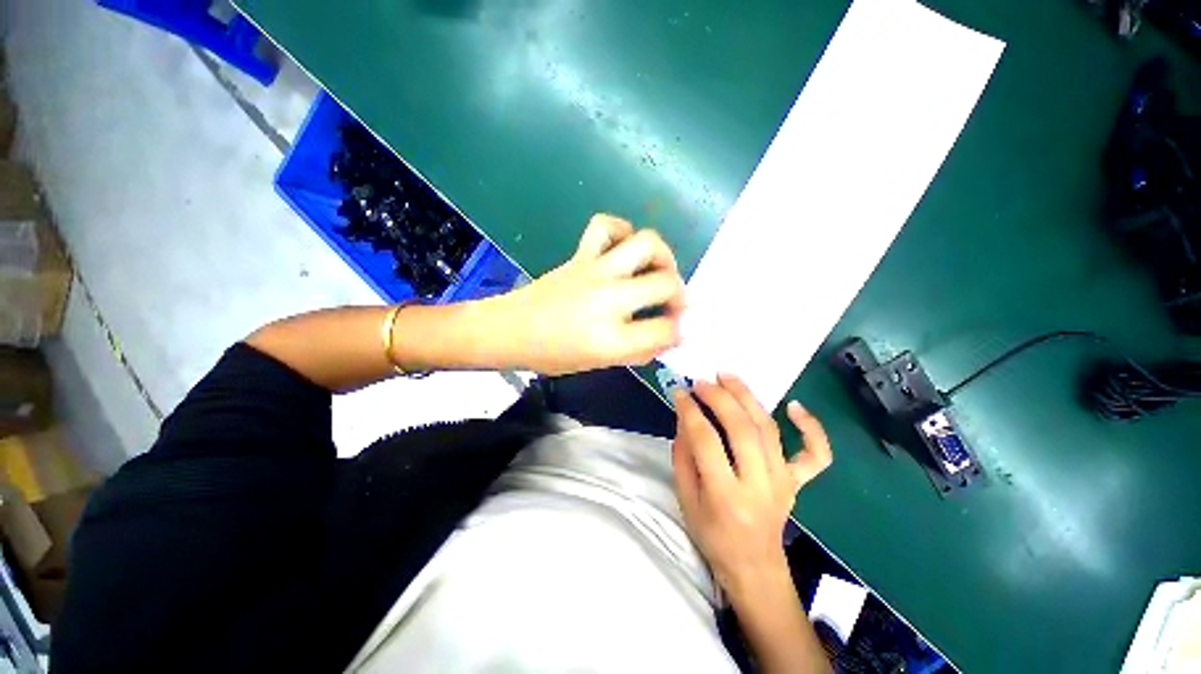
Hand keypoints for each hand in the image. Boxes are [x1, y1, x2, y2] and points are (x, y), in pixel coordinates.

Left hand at [491, 214, 685, 374]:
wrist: (511, 330)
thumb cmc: (553, 355)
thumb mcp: (599, 364)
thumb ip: (637, 351)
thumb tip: (667, 336)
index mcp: (612, 339)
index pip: (666, 330)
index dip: (678, 331)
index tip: (676, 331)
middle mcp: (609, 300)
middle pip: (666, 284)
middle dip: (680, 295)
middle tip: (673, 303)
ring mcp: (594, 272)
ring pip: (645, 243)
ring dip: (663, 256)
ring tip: (659, 270)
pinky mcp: (580, 255)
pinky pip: (605, 226)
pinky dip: (622, 230)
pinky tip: (624, 248)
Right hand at [671, 374, 832, 600]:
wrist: (754, 568)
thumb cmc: (713, 536)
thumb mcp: (686, 499)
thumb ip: (683, 456)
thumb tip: (685, 416)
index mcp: (725, 496)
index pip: (706, 441)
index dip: (690, 411)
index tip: (680, 393)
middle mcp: (759, 485)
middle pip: (741, 429)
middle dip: (719, 397)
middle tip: (702, 381)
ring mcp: (784, 482)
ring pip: (769, 429)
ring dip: (748, 397)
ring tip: (728, 376)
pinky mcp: (798, 482)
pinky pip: (815, 455)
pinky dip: (811, 428)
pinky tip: (795, 406)